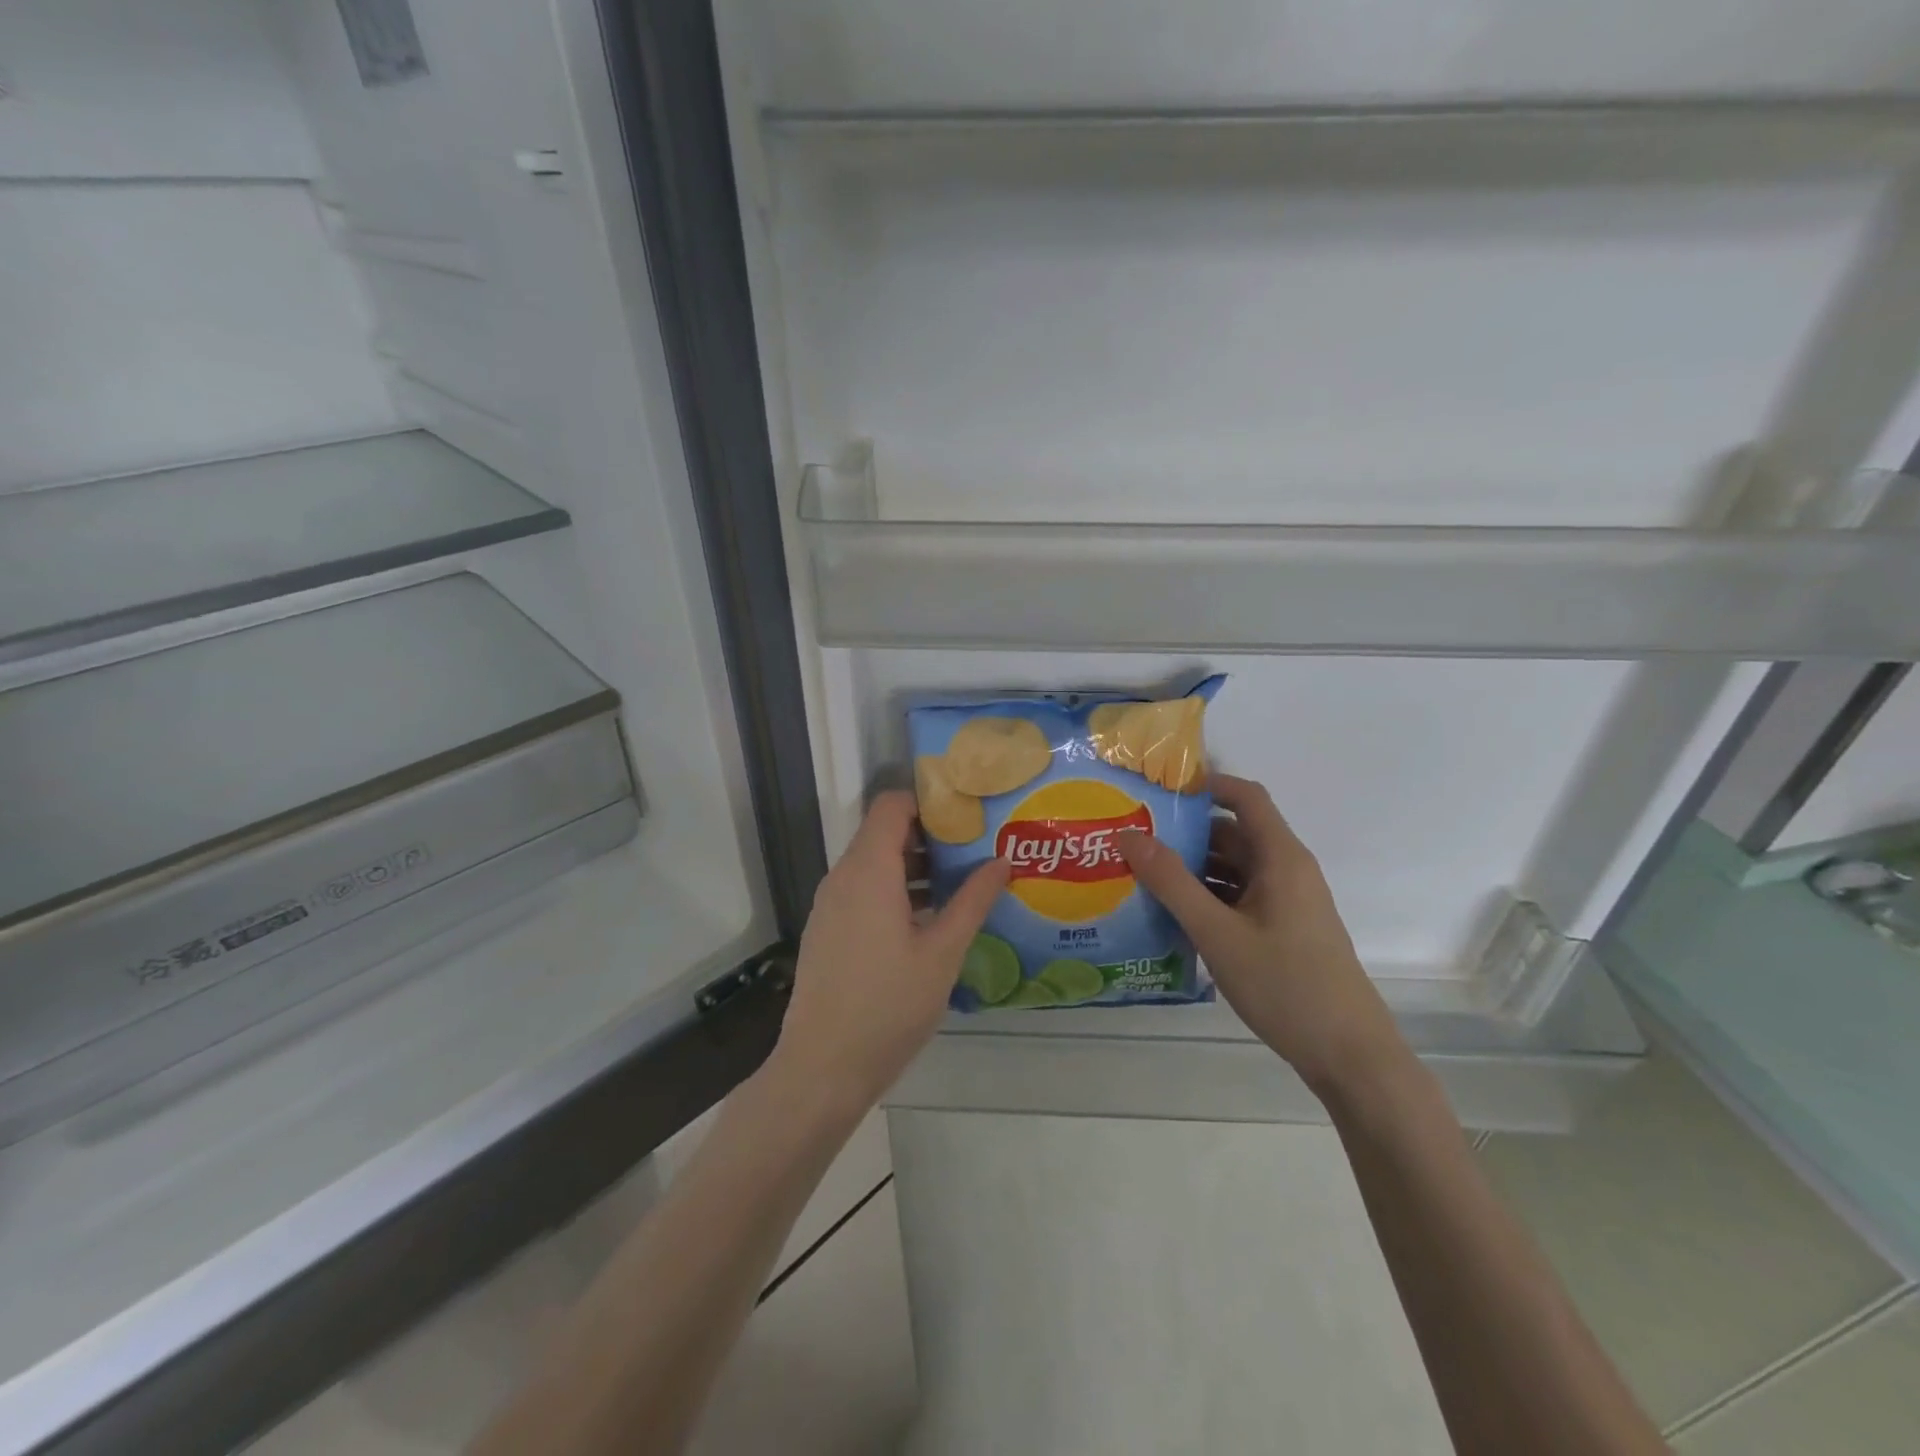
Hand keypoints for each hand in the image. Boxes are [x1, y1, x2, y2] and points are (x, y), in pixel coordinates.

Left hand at [770, 791, 1010, 1116]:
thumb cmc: (888, 1006)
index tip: (968, 816)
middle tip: (977, 851)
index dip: (928, 802)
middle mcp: (843, 877)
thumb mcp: (942, 953)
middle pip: (884, 833)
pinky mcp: (828, 930)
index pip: (891, 805)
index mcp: (869, 871)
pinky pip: (863, 891)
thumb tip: (1002, 861)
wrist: (821, 1068)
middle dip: (931, 836)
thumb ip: (973, 901)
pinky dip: (895, 891)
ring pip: (875, 864)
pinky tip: (930, 921)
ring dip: (915, 867)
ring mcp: (830, 905)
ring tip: (962, 885)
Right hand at [1118, 774, 1402, 1094]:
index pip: (1245, 797)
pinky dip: (1207, 897)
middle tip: (1132, 838)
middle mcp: (1286, 870)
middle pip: (1233, 834)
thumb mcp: (1217, 932)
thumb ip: (1171, 883)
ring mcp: (1286, 902)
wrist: (1348, 1056)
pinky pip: (1239, 897)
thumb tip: (1129, 836)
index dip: (1206, 785)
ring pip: (1233, 869)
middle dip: (1184, 833)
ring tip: (1140, 875)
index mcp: (1281, 857)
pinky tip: (1171, 915)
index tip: (1158, 791)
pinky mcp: (1282, 929)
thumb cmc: (1285, 985)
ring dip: (1192, 869)